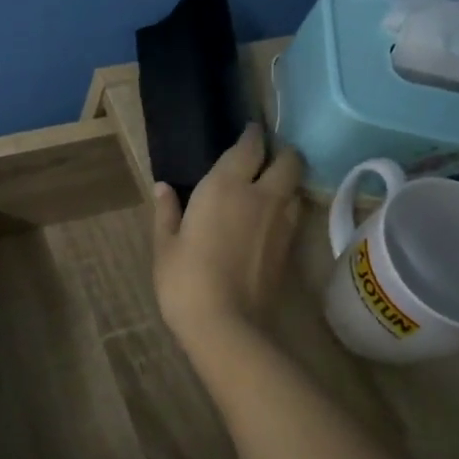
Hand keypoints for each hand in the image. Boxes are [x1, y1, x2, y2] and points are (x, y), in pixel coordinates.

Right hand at [152, 124, 303, 345]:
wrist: (227, 326)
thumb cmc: (185, 281)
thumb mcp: (166, 246)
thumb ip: (167, 212)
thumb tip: (162, 188)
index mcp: (226, 186)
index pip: (250, 146)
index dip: (252, 135)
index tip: (249, 132)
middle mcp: (262, 196)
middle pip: (288, 159)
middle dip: (280, 152)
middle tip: (265, 158)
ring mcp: (282, 222)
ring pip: (297, 186)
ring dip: (287, 180)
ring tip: (270, 186)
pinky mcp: (291, 248)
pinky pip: (296, 213)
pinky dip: (288, 207)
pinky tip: (271, 219)